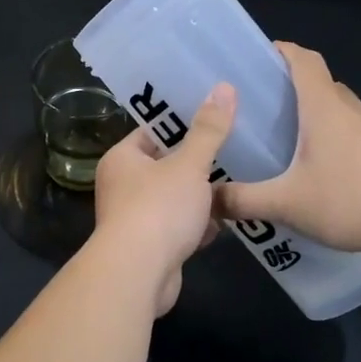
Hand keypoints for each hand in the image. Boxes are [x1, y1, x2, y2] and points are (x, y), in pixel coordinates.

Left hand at [90, 83, 235, 315]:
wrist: (138, 274)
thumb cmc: (158, 209)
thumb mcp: (189, 165)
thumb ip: (208, 130)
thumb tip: (223, 87)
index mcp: (122, 159)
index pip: (152, 132)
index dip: (182, 123)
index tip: (215, 115)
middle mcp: (121, 186)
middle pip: (165, 166)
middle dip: (197, 164)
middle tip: (235, 149)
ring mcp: (134, 219)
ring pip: (174, 199)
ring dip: (200, 197)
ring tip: (238, 182)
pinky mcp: (149, 247)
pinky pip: (178, 228)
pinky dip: (197, 226)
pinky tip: (225, 223)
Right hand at [216, 43, 360, 260]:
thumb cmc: (352, 200)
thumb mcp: (286, 204)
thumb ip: (243, 200)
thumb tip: (207, 200)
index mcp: (324, 107)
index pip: (302, 59)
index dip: (280, 51)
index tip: (254, 59)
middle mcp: (350, 109)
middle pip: (317, 82)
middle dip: (287, 87)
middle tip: (255, 107)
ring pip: (335, 109)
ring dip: (310, 114)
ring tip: (280, 139)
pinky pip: (350, 131)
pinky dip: (329, 137)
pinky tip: (315, 169)